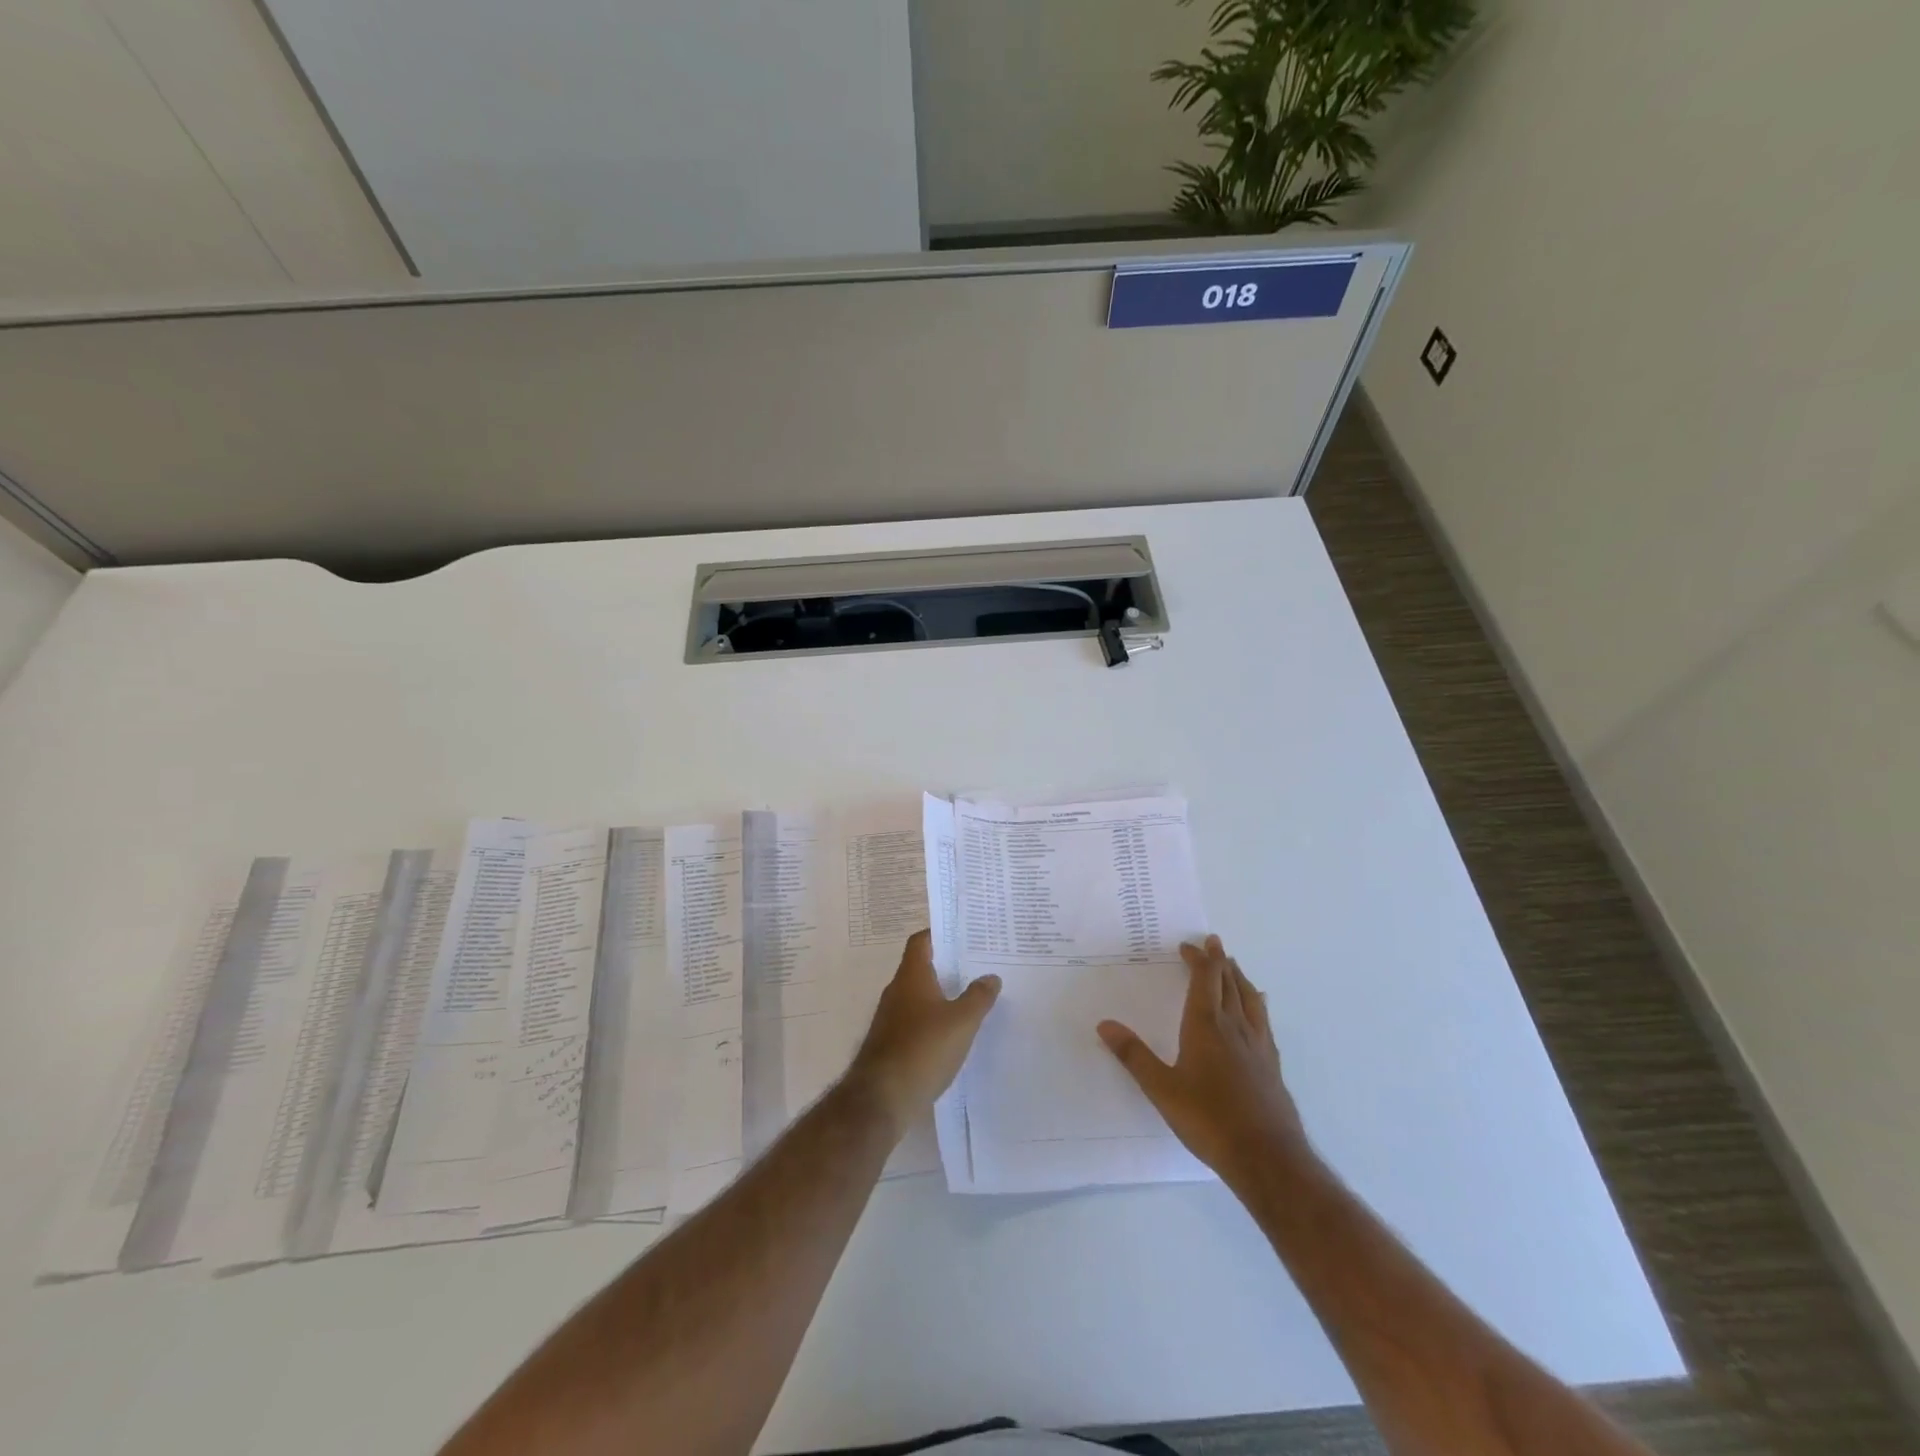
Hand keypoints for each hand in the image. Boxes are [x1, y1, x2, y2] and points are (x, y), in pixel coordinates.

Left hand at [847, 929, 1000, 1137]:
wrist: (881, 1099)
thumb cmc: (923, 1049)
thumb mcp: (962, 1021)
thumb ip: (978, 997)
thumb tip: (991, 976)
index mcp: (911, 976)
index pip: (921, 941)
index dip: (939, 933)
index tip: (964, 935)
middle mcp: (897, 991)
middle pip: (921, 968)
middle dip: (947, 966)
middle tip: (978, 966)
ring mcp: (890, 1019)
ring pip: (919, 996)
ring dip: (942, 996)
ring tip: (972, 998)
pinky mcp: (891, 1044)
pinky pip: (916, 1022)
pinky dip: (934, 1021)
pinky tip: (954, 1034)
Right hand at [1098, 935, 1306, 1186]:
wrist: (1267, 1157)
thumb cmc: (1209, 1119)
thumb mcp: (1162, 1089)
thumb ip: (1134, 1056)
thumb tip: (1104, 1024)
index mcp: (1206, 1026)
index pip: (1205, 980)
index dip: (1199, 959)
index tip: (1190, 945)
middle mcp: (1235, 1027)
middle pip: (1229, 983)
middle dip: (1219, 961)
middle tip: (1213, 943)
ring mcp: (1258, 1045)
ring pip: (1250, 998)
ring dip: (1239, 977)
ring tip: (1233, 967)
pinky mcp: (1272, 1065)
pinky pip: (1263, 1020)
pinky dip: (1256, 1003)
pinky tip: (1258, 1009)